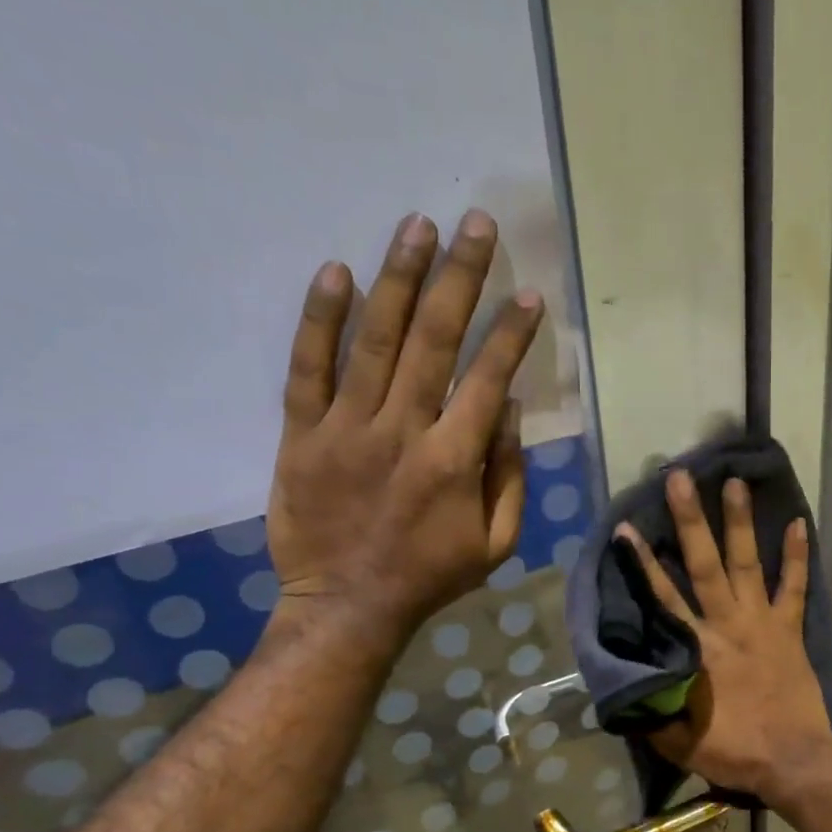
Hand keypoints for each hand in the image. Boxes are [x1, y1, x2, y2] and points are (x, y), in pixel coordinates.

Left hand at [265, 210, 541, 642]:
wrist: (347, 606)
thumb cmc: (430, 576)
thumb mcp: (495, 543)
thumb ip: (508, 476)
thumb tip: (507, 409)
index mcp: (454, 461)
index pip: (488, 379)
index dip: (511, 334)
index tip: (529, 294)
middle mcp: (402, 431)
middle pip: (434, 341)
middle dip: (460, 278)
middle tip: (476, 224)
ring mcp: (346, 429)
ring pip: (375, 341)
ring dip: (399, 279)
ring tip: (418, 226)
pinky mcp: (301, 434)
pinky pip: (308, 369)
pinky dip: (321, 320)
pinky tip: (336, 272)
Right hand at [616, 471, 831, 800]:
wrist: (793, 762)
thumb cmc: (734, 751)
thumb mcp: (677, 740)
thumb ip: (652, 708)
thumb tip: (627, 686)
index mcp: (696, 648)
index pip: (663, 597)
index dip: (642, 563)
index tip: (626, 529)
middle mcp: (727, 624)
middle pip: (704, 564)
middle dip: (690, 520)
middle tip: (680, 478)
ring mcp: (763, 623)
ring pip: (748, 563)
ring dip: (740, 523)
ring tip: (735, 482)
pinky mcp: (791, 630)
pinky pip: (796, 587)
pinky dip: (799, 556)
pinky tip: (800, 523)